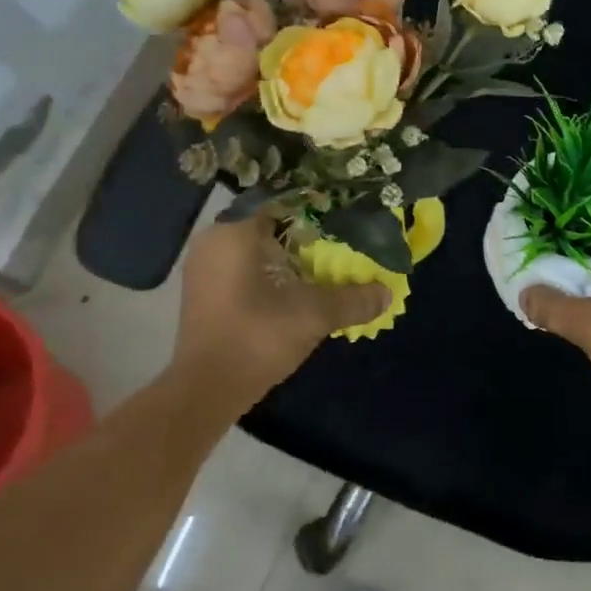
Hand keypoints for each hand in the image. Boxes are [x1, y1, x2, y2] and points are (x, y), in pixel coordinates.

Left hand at [170, 212, 390, 413]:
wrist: (206, 389)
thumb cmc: (257, 337)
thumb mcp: (314, 315)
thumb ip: (353, 299)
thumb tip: (387, 292)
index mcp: (236, 231)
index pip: (282, 201)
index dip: (316, 207)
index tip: (342, 217)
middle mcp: (214, 240)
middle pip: (268, 224)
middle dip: (303, 234)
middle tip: (337, 243)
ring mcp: (204, 267)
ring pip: (254, 248)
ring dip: (285, 255)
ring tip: (320, 266)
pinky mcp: (203, 291)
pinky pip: (241, 267)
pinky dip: (267, 272)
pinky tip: (292, 288)